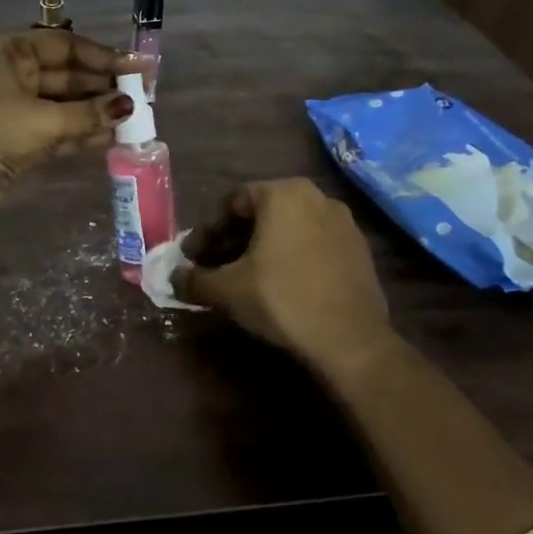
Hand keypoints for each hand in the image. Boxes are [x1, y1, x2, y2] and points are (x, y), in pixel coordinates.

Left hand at [0, 32, 131, 235]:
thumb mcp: (42, 119)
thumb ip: (88, 113)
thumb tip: (127, 107)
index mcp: (8, 53)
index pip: (64, 46)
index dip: (102, 56)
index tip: (136, 68)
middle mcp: (10, 76)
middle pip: (64, 75)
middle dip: (101, 87)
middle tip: (140, 97)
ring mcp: (11, 110)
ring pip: (61, 106)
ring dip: (94, 112)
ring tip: (132, 119)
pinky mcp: (14, 142)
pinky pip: (54, 131)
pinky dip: (79, 134)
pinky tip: (109, 137)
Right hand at [175, 179, 395, 372]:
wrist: (350, 339)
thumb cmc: (281, 299)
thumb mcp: (226, 290)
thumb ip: (193, 279)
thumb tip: (173, 278)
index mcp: (283, 193)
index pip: (232, 203)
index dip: (208, 232)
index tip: (195, 259)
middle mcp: (316, 197)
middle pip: (261, 214)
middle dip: (234, 240)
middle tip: (215, 268)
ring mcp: (344, 222)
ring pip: (289, 229)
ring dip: (262, 249)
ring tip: (246, 279)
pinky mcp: (359, 250)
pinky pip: (314, 244)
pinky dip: (292, 257)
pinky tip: (281, 286)